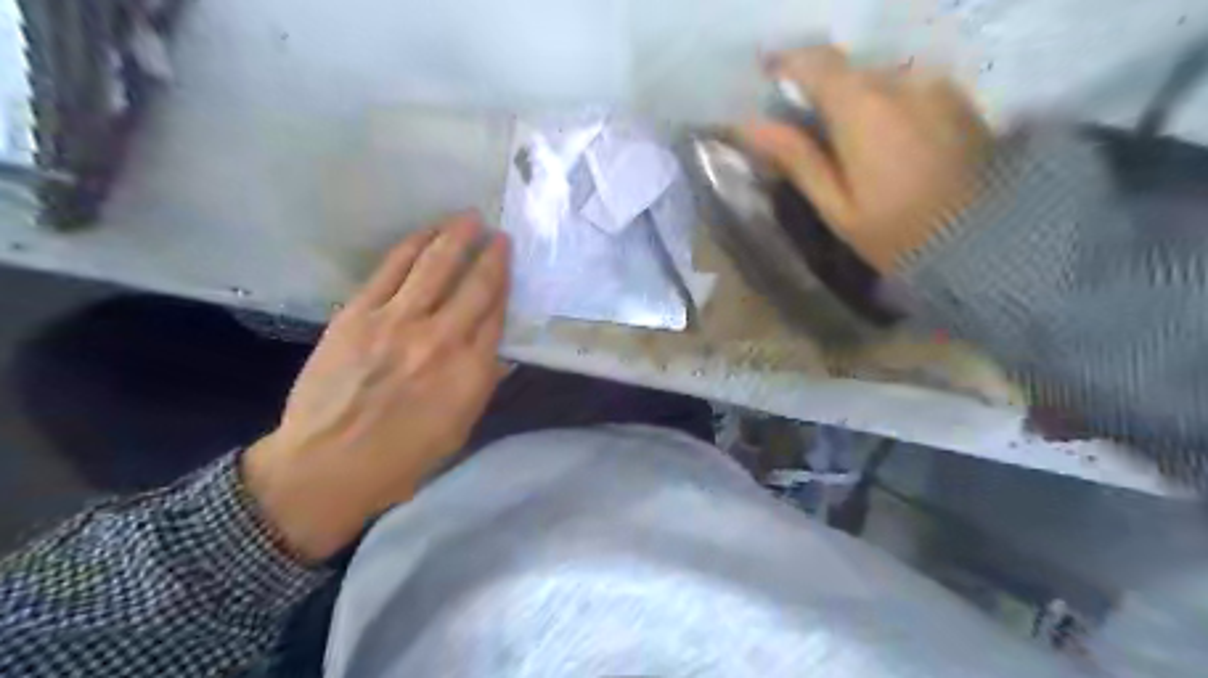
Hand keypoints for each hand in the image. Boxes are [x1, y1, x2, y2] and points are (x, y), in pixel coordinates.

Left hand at [244, 213, 509, 560]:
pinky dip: (413, 246)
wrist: (324, 466)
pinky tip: (426, 233)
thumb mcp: (459, 429)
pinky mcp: (359, 314)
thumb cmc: (402, 459)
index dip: (505, 285)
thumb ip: (481, 383)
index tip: (509, 265)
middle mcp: (441, 339)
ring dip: (456, 237)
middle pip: (475, 285)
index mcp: (470, 372)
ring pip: (436, 266)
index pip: (496, 315)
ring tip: (469, 218)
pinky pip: (392, 269)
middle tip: (499, 233)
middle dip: (491, 255)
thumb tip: (496, 350)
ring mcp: (397, 321)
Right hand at [736, 45, 989, 271]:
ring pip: (880, 76)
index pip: (815, 61)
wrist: (989, 242)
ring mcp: (936, 86)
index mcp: (862, 108)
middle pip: (848, 68)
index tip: (766, 76)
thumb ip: (796, 158)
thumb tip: (749, 125)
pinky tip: (887, 137)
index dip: (785, 62)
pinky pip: (910, 85)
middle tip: (805, 122)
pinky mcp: (958, 98)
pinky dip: (888, 101)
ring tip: (848, 136)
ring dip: (857, 96)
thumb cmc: (897, 233)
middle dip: (821, 87)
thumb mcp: (836, 206)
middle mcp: (901, 82)